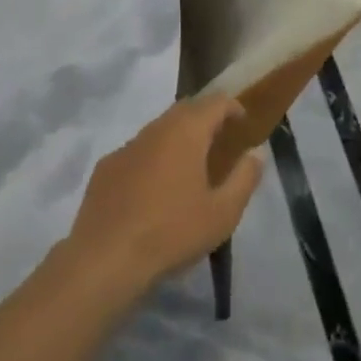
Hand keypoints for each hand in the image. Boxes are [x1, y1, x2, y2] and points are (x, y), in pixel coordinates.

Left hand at [63, 93, 265, 298]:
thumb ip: (244, 178)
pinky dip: (152, 159)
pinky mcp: (106, 167)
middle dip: (204, 118)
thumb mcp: (222, 213)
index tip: (243, 123)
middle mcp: (156, 129)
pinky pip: (137, 152)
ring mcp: (127, 146)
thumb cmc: (171, 232)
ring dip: (177, 138)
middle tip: (218, 141)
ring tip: (188, 167)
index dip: (233, 107)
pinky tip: (153, 190)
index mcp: (187, 132)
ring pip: (158, 129)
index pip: (215, 101)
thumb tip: (256, 153)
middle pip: (185, 109)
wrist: (104, 259)